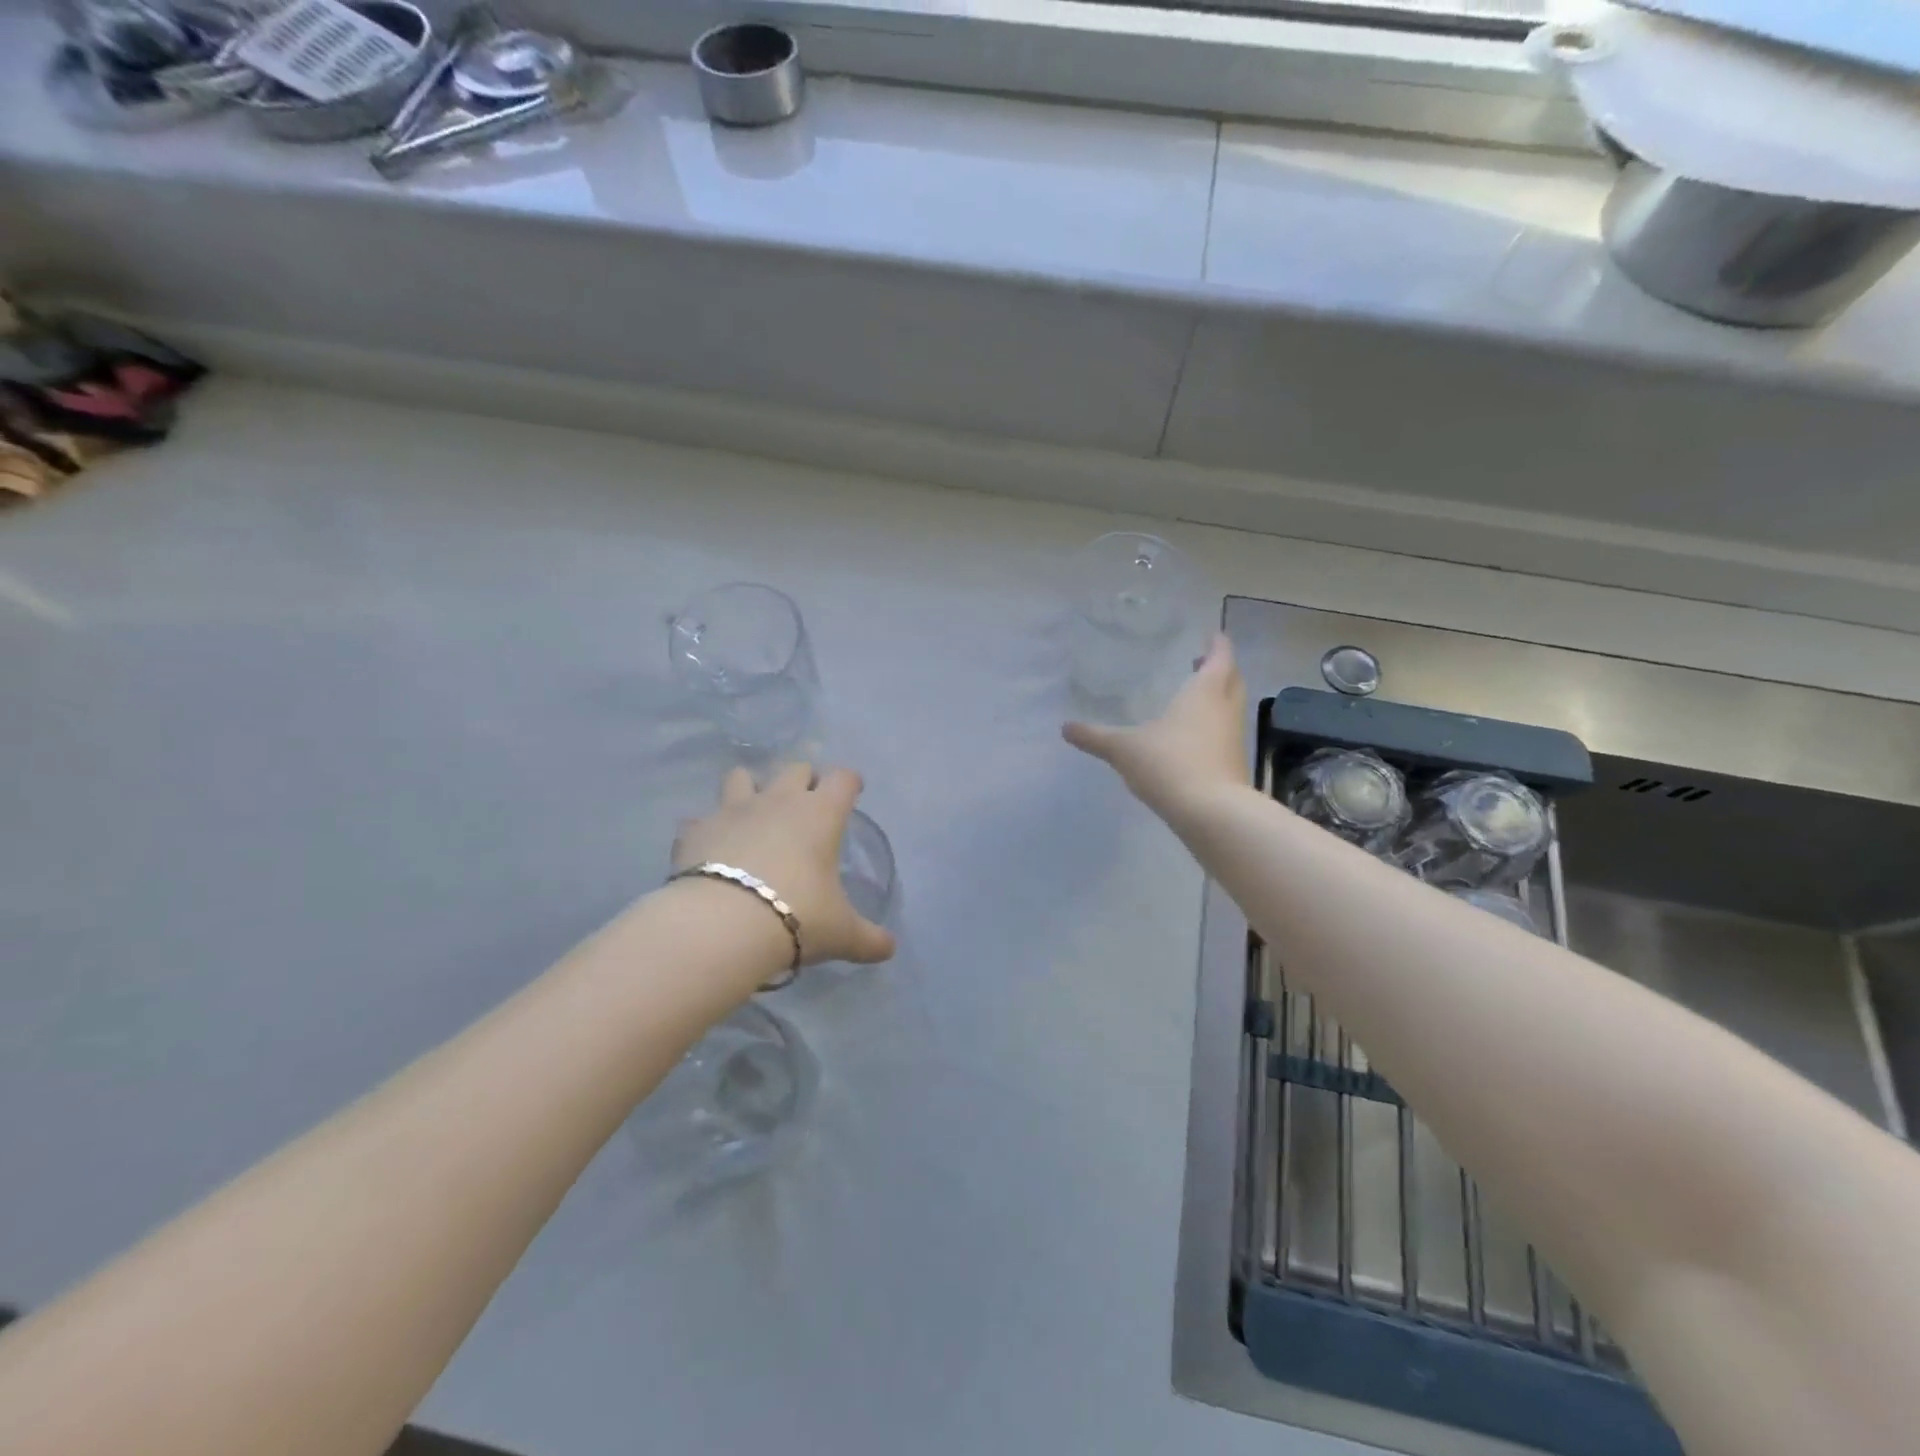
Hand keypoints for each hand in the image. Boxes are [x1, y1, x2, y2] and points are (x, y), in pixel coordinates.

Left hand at [673, 763, 896, 966]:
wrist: (723, 925)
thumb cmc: (798, 916)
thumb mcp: (841, 933)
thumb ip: (868, 939)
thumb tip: (889, 949)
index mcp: (821, 814)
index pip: (842, 778)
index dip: (849, 782)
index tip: (852, 792)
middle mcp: (779, 801)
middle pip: (795, 768)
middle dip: (803, 780)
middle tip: (806, 804)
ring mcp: (733, 810)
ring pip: (741, 777)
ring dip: (750, 788)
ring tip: (754, 814)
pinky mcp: (696, 829)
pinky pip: (700, 819)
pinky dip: (706, 828)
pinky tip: (710, 847)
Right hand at [1063, 632, 1249, 821]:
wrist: (1211, 813)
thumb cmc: (1169, 764)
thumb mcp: (1124, 749)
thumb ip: (1095, 737)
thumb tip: (1065, 727)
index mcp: (1204, 692)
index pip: (1220, 657)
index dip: (1217, 644)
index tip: (1212, 635)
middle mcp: (1225, 709)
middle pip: (1232, 680)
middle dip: (1220, 669)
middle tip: (1201, 663)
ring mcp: (1234, 739)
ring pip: (1231, 708)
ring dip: (1218, 699)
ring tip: (1194, 699)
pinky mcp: (1235, 765)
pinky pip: (1226, 735)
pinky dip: (1214, 728)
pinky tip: (1193, 739)